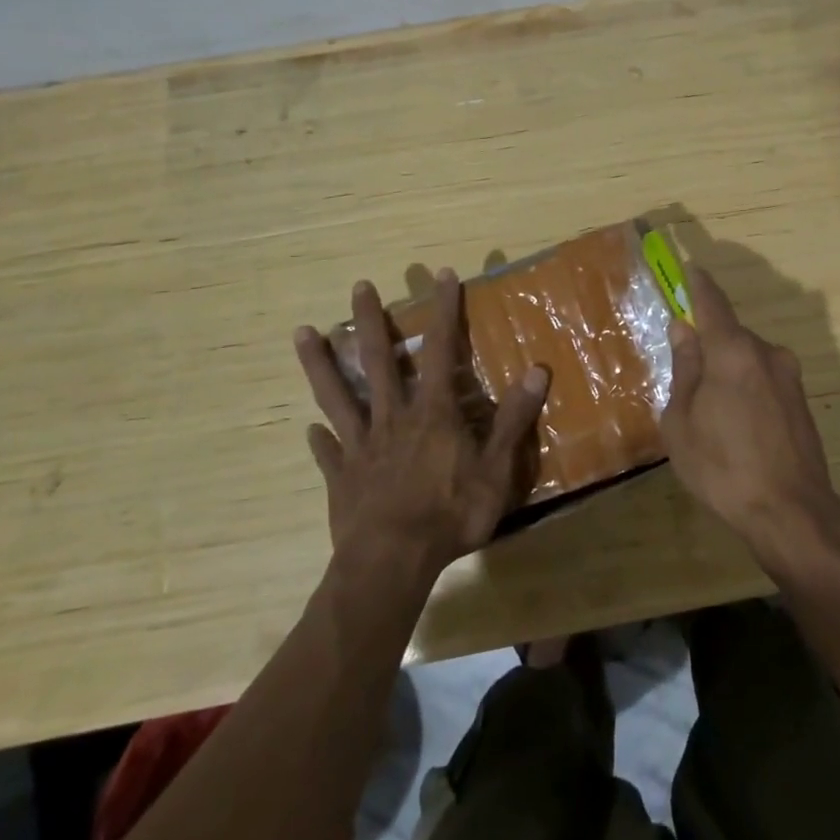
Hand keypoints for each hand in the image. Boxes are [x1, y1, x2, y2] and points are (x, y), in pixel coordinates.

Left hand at [293, 270, 547, 578]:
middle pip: (378, 361)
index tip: (442, 276)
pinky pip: (328, 451)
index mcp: (432, 412)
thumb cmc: (449, 514)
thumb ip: (513, 419)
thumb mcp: (496, 469)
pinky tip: (310, 430)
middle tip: (359, 286)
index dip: (443, 311)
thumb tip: (537, 370)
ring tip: (302, 333)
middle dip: (370, 321)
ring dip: (321, 363)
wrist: (391, 562)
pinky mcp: (342, 477)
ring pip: (337, 395)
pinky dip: (320, 439)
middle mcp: (393, 418)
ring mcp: (361, 446)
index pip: (440, 349)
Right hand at [660, 264, 839, 573]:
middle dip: (709, 345)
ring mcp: (789, 377)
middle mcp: (766, 353)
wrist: (791, 512)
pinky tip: (737, 426)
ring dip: (729, 371)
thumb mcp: (682, 420)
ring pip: (748, 360)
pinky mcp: (801, 401)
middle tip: (687, 373)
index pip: (713, 303)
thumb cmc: (722, 466)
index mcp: (733, 352)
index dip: (698, 285)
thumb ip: (684, 368)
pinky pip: (764, 380)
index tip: (690, 269)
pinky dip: (747, 388)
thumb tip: (683, 330)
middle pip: (731, 335)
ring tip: (711, 413)